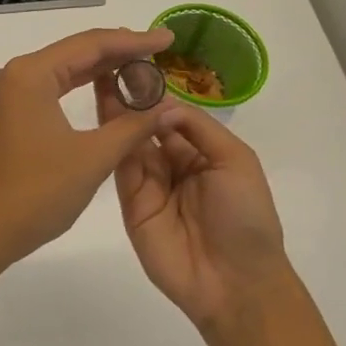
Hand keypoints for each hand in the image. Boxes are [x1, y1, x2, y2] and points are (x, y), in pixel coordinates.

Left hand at [0, 28, 177, 269]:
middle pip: (74, 53)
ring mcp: (5, 96)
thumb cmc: (36, 193)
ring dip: (99, 70)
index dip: (133, 41)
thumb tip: (168, 106)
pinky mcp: (4, 116)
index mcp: (30, 75)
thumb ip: (133, 126)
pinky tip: (103, 91)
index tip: (168, 38)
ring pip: (60, 72)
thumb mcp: (93, 158)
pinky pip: (48, 90)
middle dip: (118, 52)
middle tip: (160, 52)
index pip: (90, 45)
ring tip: (140, 68)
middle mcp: (13, 75)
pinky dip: (77, 89)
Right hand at [96, 87, 291, 332]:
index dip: (154, 93)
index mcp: (201, 153)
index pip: (171, 116)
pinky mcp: (131, 205)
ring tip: (100, 82)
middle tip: (107, 67)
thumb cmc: (245, 217)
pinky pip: (120, 170)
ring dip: (116, 116)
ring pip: (129, 144)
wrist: (234, 281)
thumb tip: (159, 105)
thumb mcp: (235, 161)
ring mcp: (149, 186)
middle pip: (145, 127)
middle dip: (129, 100)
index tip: (133, 65)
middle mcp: (172, 166)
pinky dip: (112, 144)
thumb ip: (197, 128)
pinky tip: (102, 117)